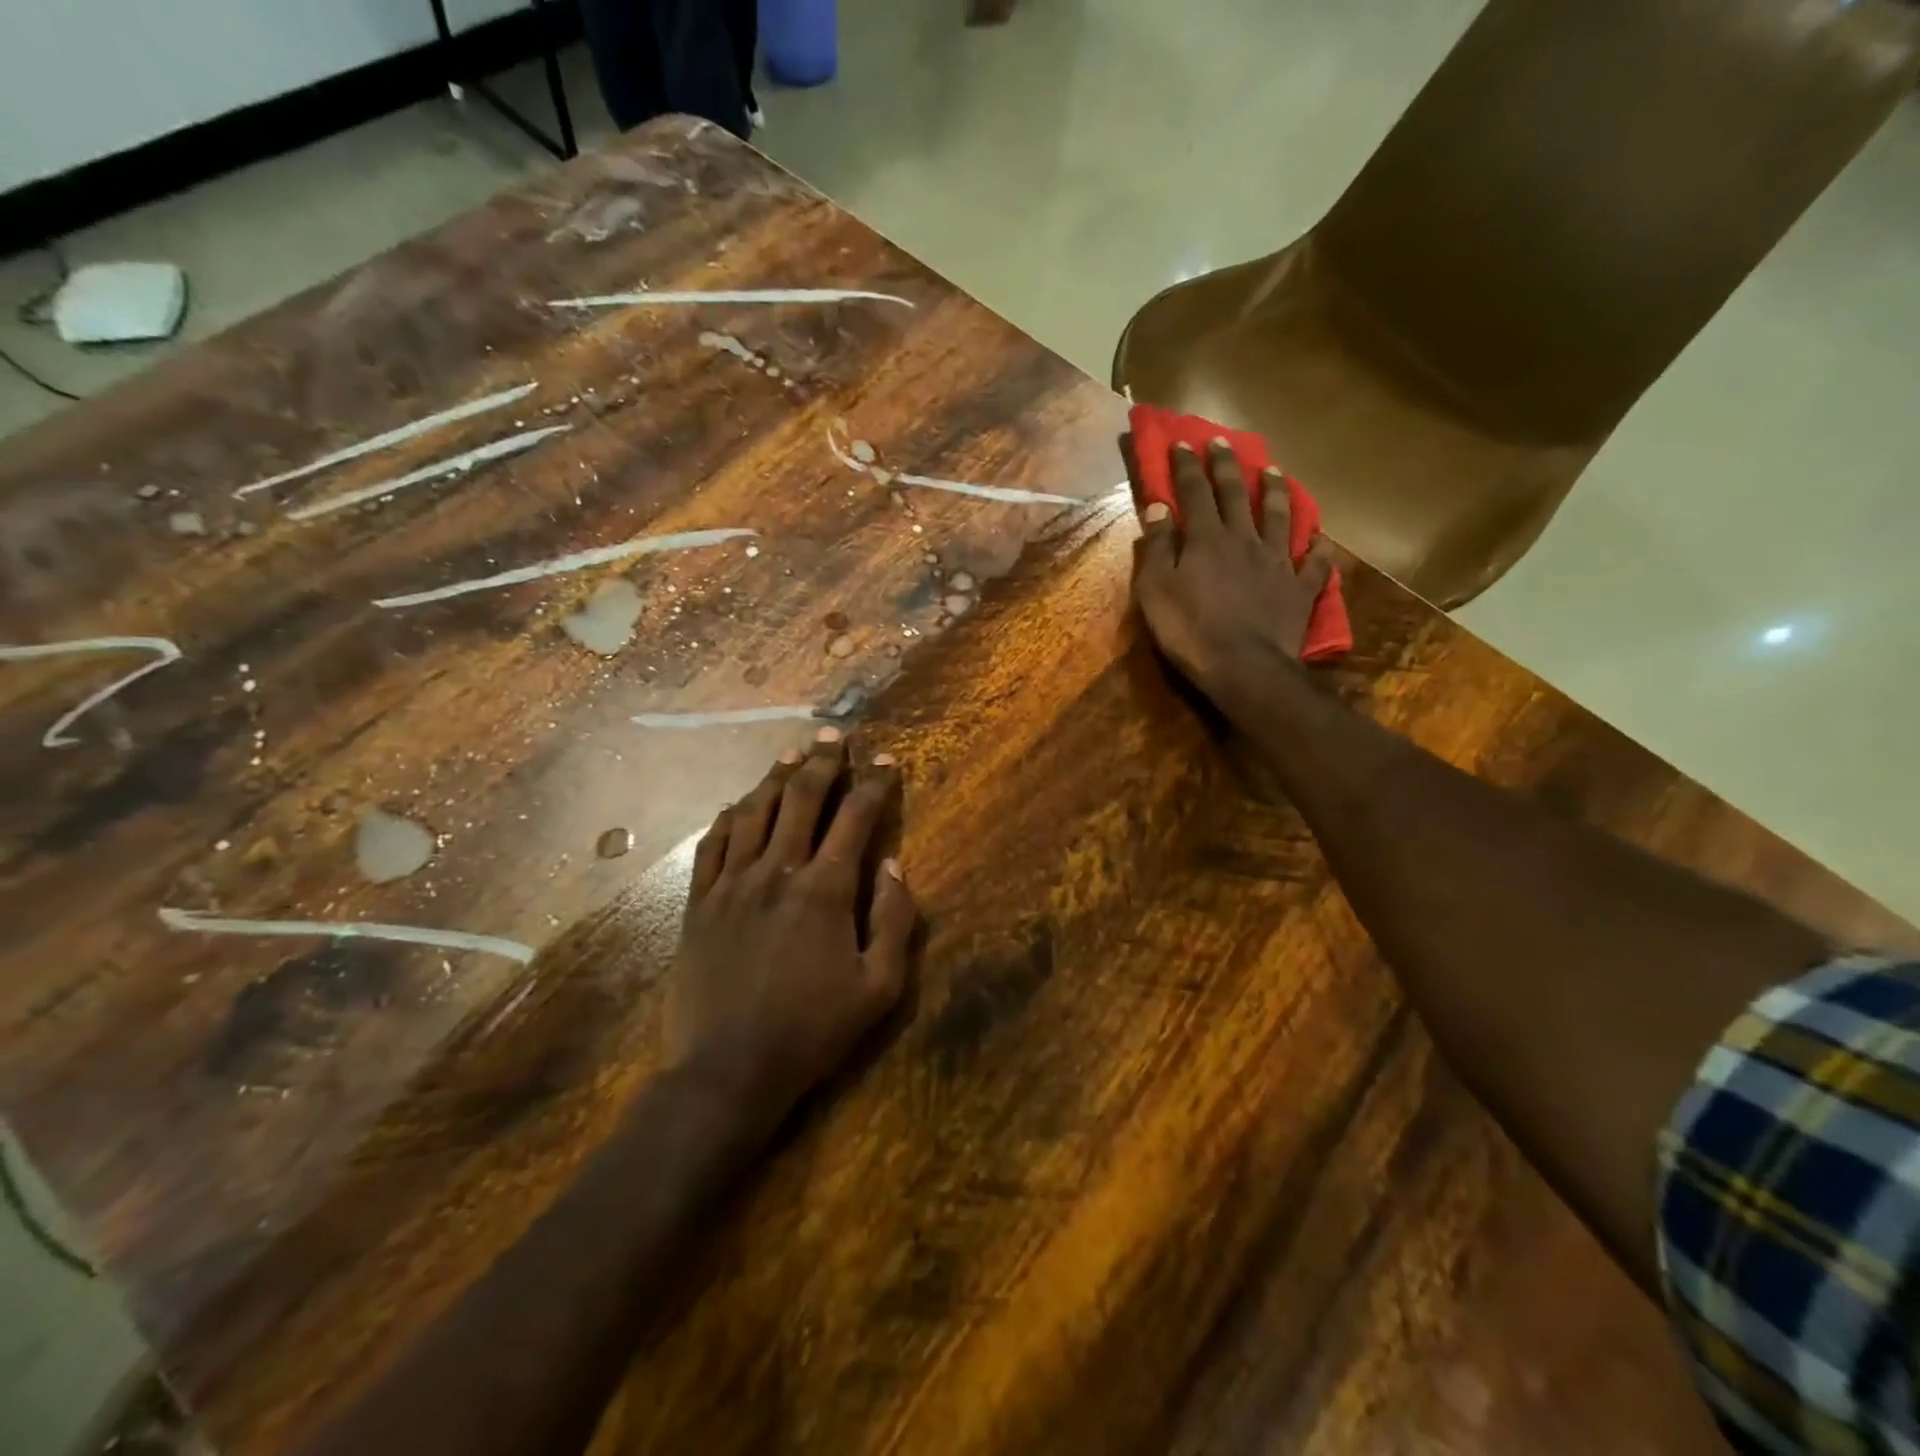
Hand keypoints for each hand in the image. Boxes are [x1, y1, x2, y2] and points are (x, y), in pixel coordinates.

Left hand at [668, 728, 915, 1124]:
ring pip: (755, 811)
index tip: (886, 761)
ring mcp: (732, 883)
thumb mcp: (879, 988)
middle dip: (824, 762)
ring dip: (777, 776)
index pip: (855, 818)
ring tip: (793, 753)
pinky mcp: (699, 901)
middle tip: (836, 735)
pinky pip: (713, 843)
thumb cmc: (812, 1032)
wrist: (727, 1071)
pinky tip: (741, 803)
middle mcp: (777, 871)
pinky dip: (731, 815)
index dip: (873, 784)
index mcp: (824, 890)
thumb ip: (894, 921)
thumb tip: (893, 865)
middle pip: (801, 799)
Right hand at [1128, 436, 1331, 718]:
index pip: (1194, 492)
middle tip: (1221, 441)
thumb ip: (1158, 549)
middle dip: (1226, 465)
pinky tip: (1320, 537)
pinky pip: (1314, 563)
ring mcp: (1277, 562)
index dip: (1186, 466)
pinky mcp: (1300, 589)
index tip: (1181, 443)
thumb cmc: (1190, 631)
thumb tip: (1158, 508)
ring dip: (1275, 491)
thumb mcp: (1157, 591)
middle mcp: (1244, 540)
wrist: (1244, 667)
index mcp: (1207, 539)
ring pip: (1279, 517)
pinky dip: (1318, 548)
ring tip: (1274, 470)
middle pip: (1235, 494)